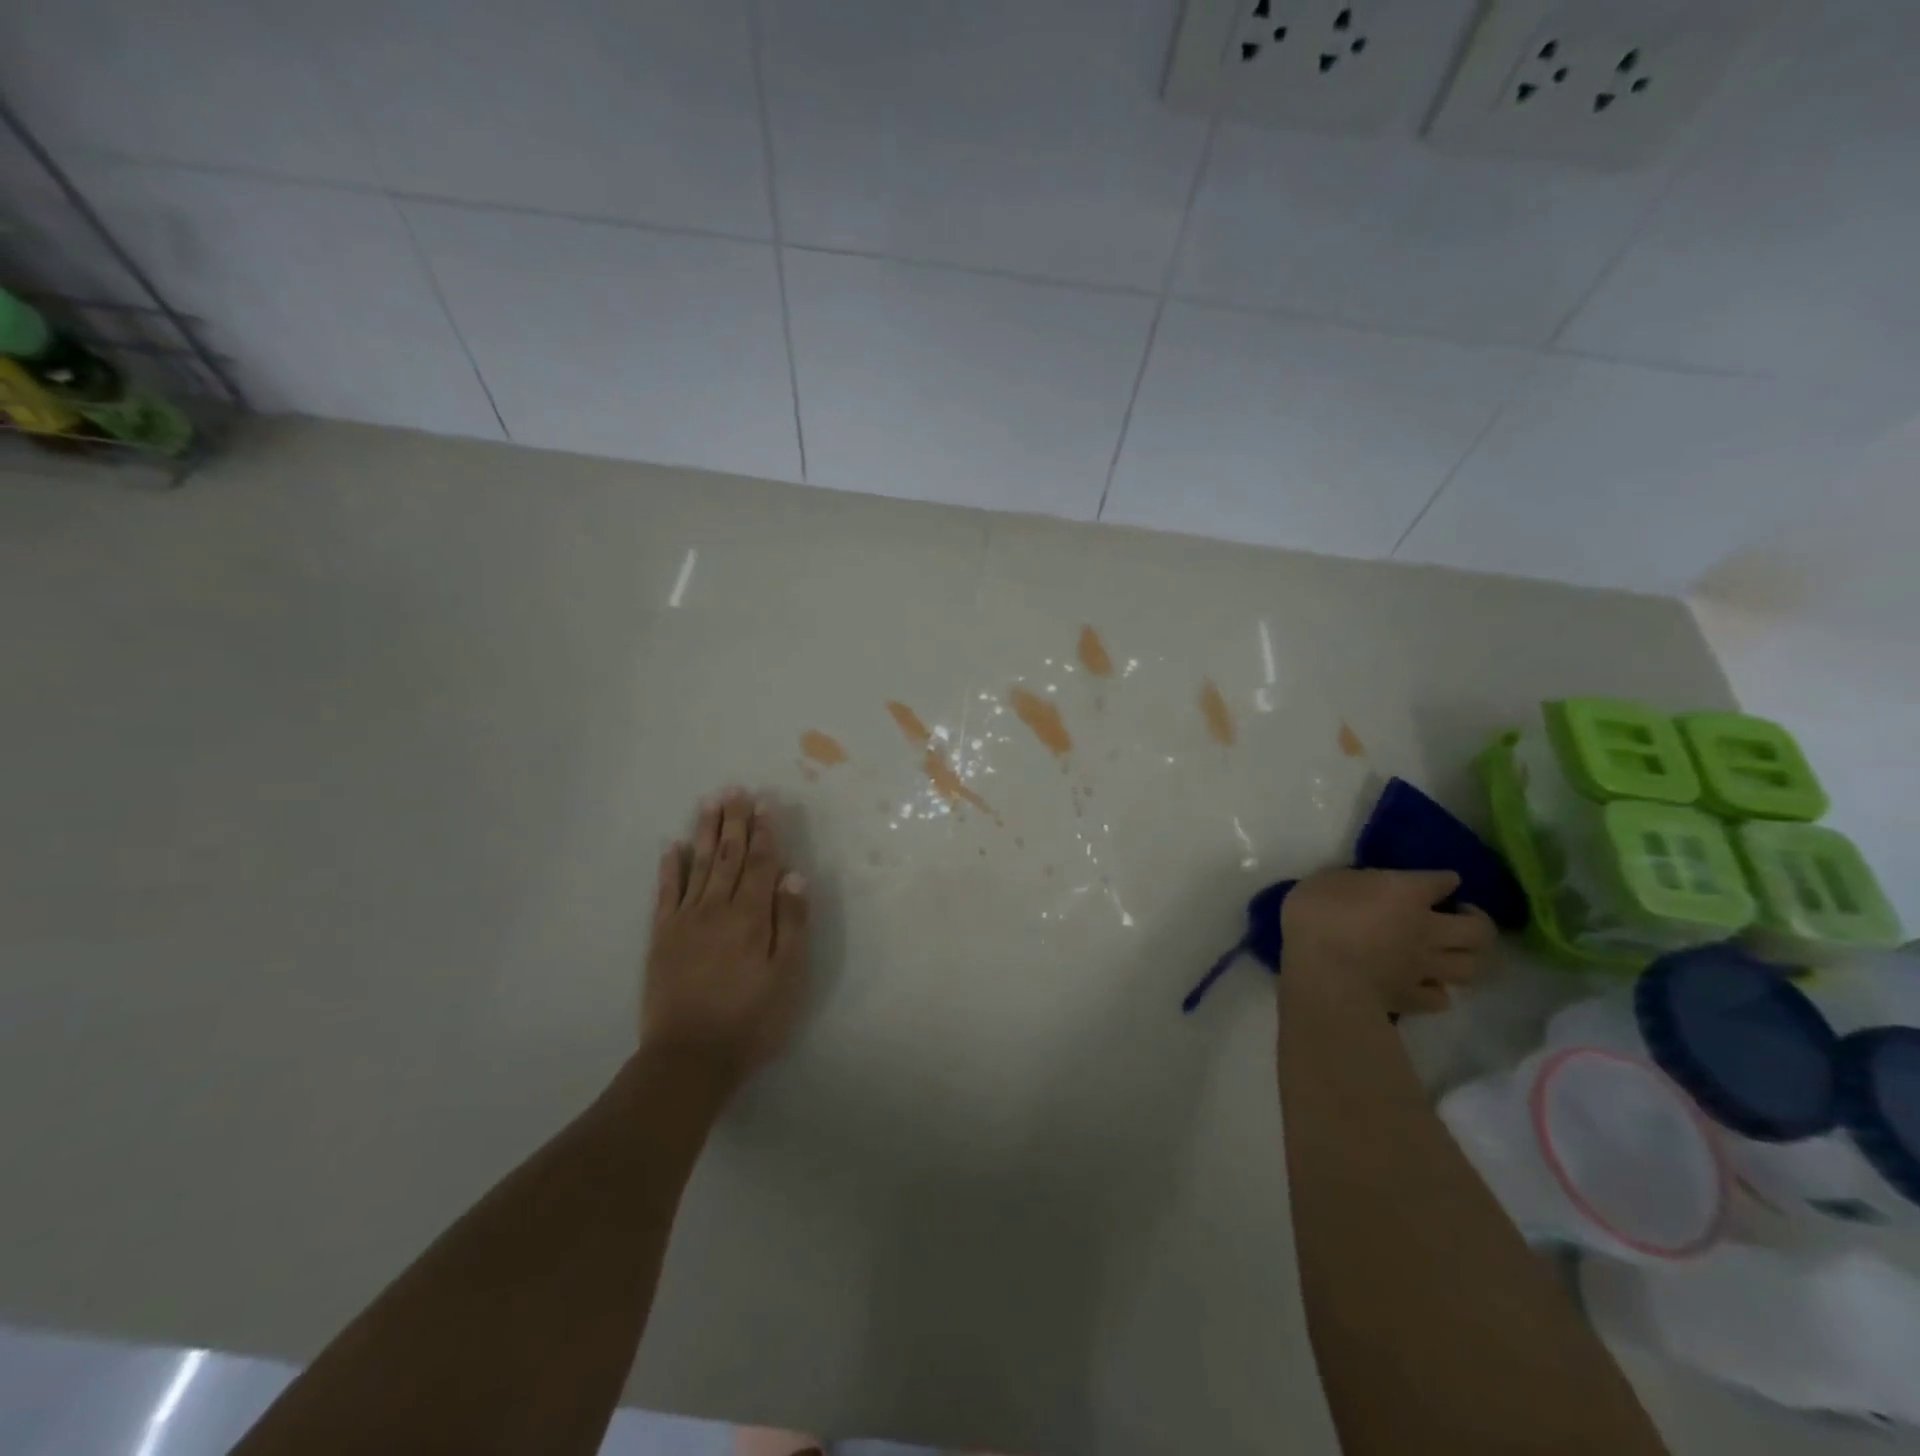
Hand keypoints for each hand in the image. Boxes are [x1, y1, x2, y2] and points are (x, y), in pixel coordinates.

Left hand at [641, 789, 810, 1097]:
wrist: (689, 1058)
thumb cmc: (751, 1019)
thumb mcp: (787, 976)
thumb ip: (791, 923)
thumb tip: (793, 875)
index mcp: (751, 916)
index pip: (761, 864)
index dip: (765, 833)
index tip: (765, 804)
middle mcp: (717, 908)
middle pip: (728, 856)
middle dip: (734, 822)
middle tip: (735, 790)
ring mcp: (685, 921)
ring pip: (698, 865)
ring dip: (705, 832)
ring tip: (709, 803)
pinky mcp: (662, 937)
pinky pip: (666, 893)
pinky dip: (670, 868)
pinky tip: (672, 847)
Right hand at [1280, 869, 1495, 1015]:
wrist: (1321, 975)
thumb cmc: (1316, 918)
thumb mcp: (1326, 881)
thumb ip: (1354, 882)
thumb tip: (1367, 888)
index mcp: (1406, 894)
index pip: (1442, 881)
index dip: (1444, 880)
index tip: (1442, 882)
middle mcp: (1427, 929)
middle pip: (1479, 929)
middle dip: (1478, 921)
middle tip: (1459, 917)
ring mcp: (1424, 967)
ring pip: (1470, 966)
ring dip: (1466, 957)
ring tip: (1450, 952)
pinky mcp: (1413, 998)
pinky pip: (1441, 998)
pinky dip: (1438, 990)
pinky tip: (1425, 984)